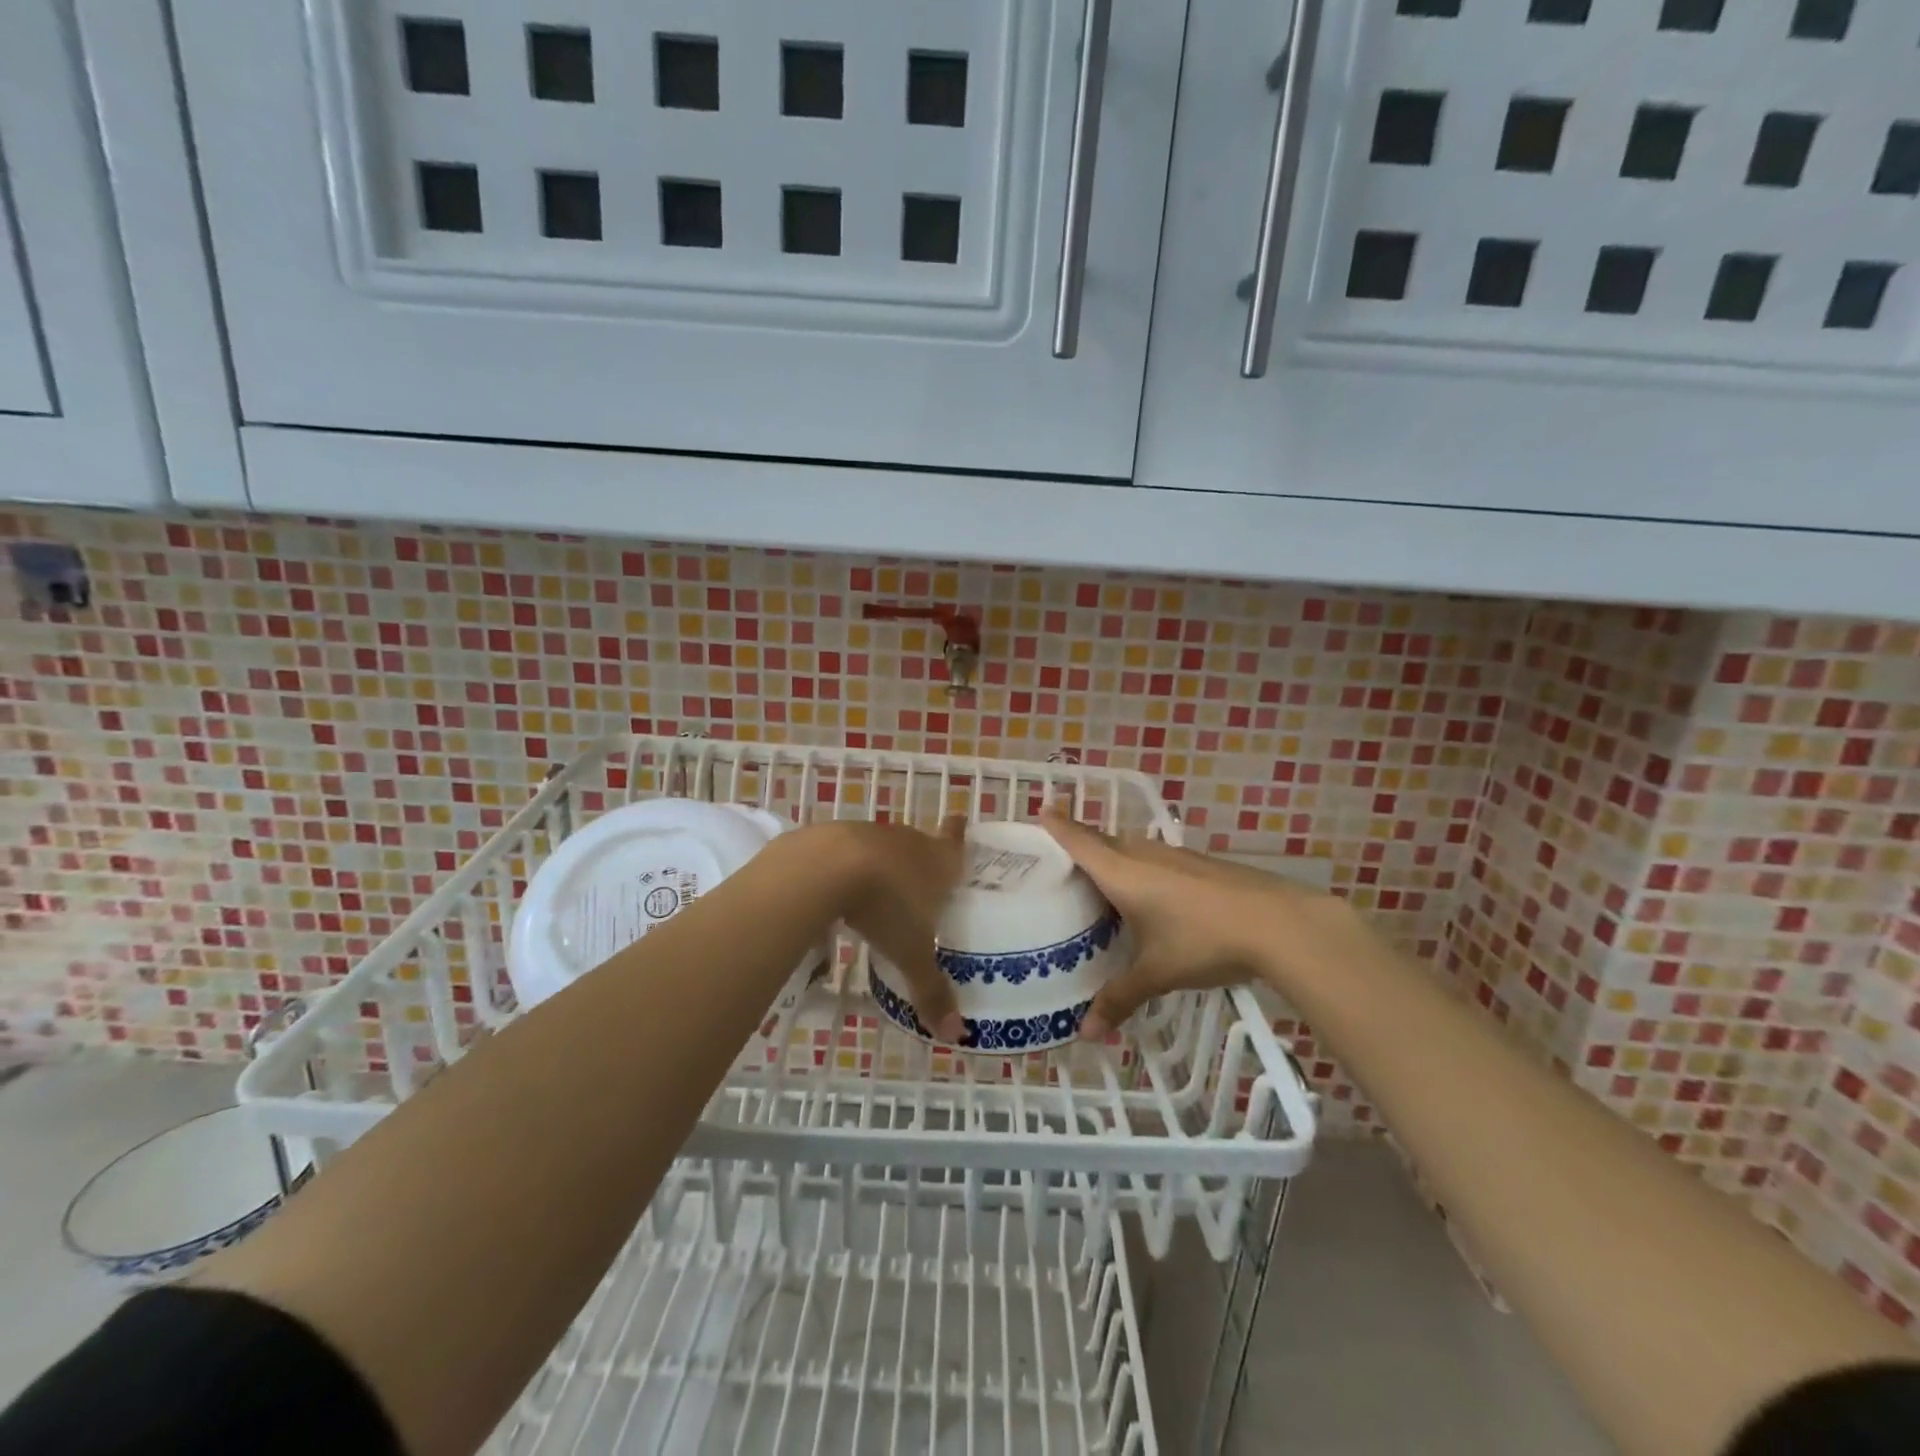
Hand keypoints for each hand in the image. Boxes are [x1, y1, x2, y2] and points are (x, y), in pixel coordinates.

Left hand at [821, 815, 969, 1042]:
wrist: (825, 867)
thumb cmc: (884, 907)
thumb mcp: (911, 954)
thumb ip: (931, 991)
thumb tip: (956, 1036)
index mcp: (937, 862)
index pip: (955, 843)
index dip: (959, 834)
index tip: (960, 818)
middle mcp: (908, 841)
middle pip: (920, 844)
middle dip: (921, 859)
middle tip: (921, 880)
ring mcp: (869, 833)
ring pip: (883, 847)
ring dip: (883, 864)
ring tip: (878, 890)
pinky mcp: (832, 835)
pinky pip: (847, 851)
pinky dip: (847, 866)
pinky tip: (837, 888)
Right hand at [1042, 813, 1360, 1038]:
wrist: (1278, 923)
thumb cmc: (1203, 941)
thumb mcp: (1156, 973)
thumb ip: (1119, 998)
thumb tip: (1086, 1034)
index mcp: (1122, 872)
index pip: (1080, 841)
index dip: (1058, 825)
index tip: (1041, 809)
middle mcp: (1144, 854)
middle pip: (1103, 840)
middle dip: (1082, 843)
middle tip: (1061, 860)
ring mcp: (1175, 856)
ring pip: (1132, 848)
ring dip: (1114, 856)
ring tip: (1101, 881)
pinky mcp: (1200, 864)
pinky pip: (1156, 858)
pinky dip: (1141, 868)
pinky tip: (1151, 896)